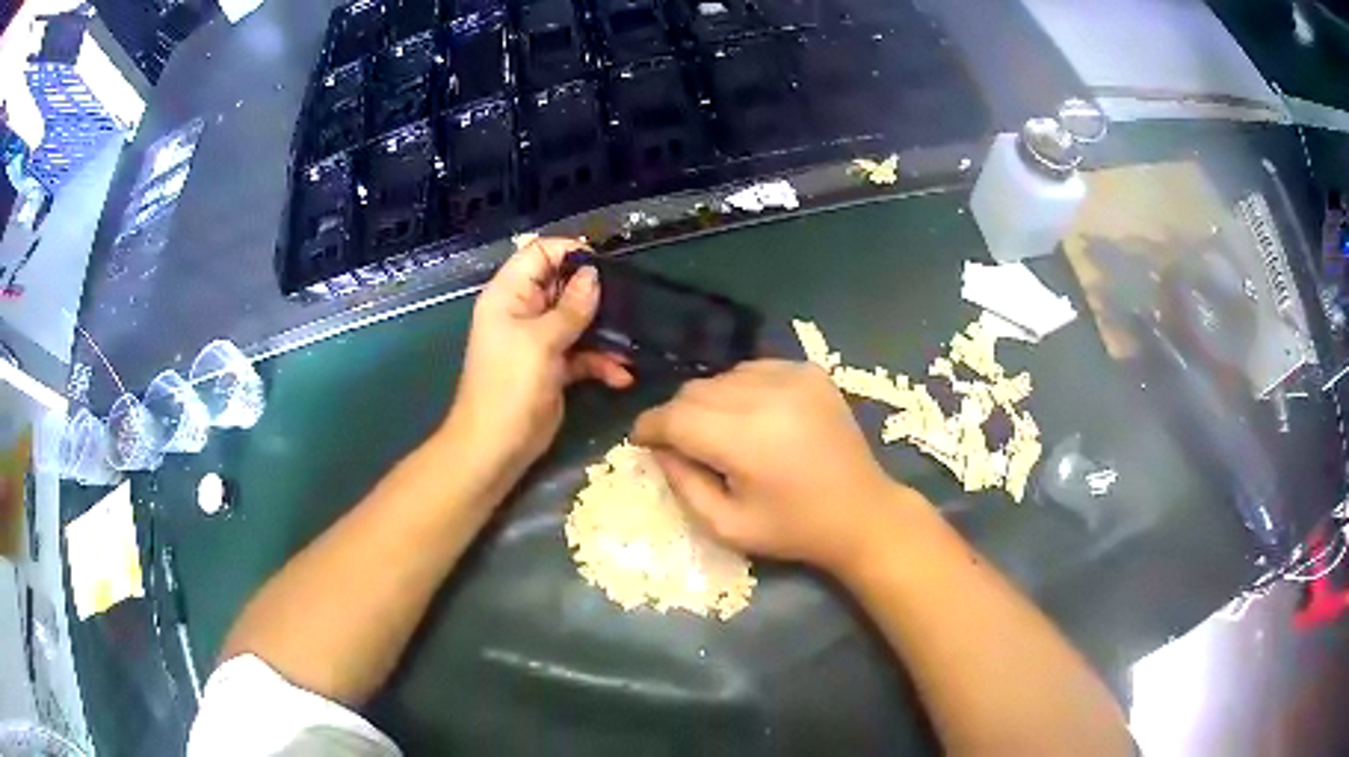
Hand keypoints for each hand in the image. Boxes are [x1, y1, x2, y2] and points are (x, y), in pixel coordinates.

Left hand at [449, 237, 632, 478]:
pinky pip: (583, 353)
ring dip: (605, 331)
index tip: (606, 264)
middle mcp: (524, 311)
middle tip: (629, 300)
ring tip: (632, 342)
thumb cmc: (510, 386)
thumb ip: (571, 307)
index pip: (539, 253)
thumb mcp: (541, 341)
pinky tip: (622, 375)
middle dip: (596, 292)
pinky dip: (602, 362)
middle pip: (563, 285)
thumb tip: (594, 275)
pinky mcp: (554, 367)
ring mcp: (540, 340)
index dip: (570, 252)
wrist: (496, 446)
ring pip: (578, 320)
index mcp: (510, 294)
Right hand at [632, 360, 923, 571]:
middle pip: (695, 391)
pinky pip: (753, 370)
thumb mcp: (726, 525)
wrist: (862, 512)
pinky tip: (754, 418)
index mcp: (746, 439)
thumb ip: (682, 483)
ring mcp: (793, 377)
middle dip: (678, 416)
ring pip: (722, 377)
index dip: (649, 427)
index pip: (676, 417)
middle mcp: (768, 396)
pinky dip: (741, 390)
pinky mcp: (810, 371)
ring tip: (722, 433)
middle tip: (682, 445)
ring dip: (709, 402)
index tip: (640, 441)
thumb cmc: (792, 529)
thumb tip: (659, 447)